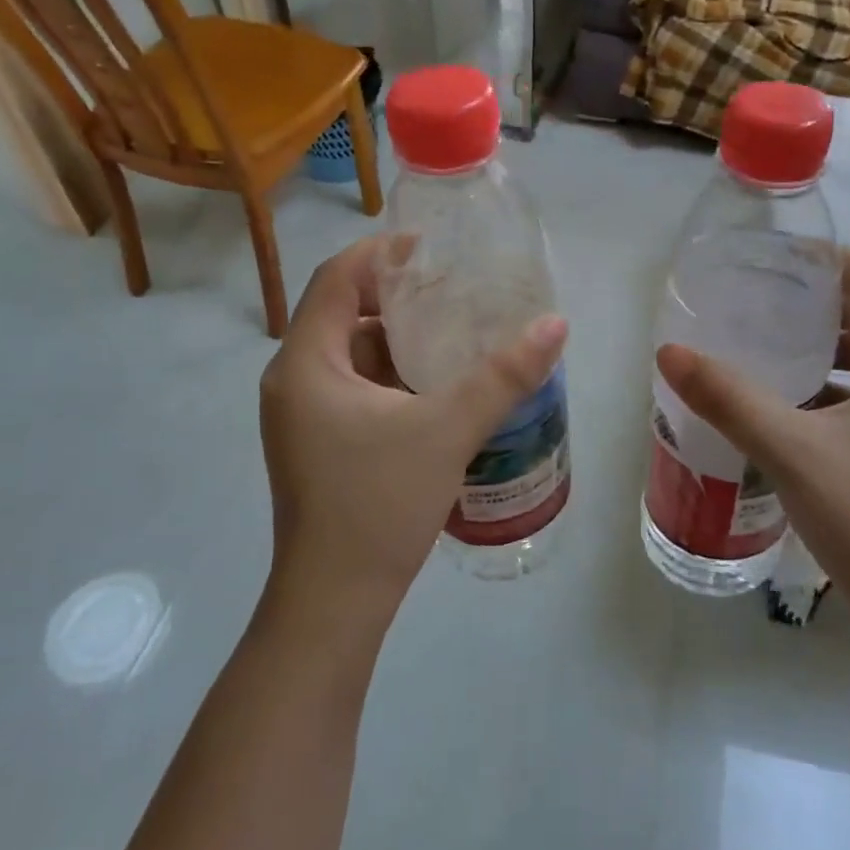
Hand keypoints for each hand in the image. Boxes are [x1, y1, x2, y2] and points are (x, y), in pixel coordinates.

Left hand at [258, 236, 567, 619]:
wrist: (335, 602)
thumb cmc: (379, 505)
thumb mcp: (448, 430)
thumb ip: (504, 375)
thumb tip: (555, 324)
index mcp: (306, 363)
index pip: (337, 278)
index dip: (383, 252)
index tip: (434, 247)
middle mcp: (294, 380)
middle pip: (344, 312)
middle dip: (398, 295)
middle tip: (455, 289)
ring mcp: (302, 415)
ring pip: (351, 353)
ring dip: (399, 338)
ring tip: (455, 331)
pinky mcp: (318, 442)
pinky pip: (355, 386)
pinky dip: (392, 374)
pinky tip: (437, 385)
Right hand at [655, 248, 849, 608]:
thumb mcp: (789, 450)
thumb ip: (727, 397)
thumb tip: (669, 352)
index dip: (829, 259)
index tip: (778, 253)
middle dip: (820, 299)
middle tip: (761, 293)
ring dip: (826, 344)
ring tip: (768, 339)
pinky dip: (833, 385)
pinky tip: (788, 402)